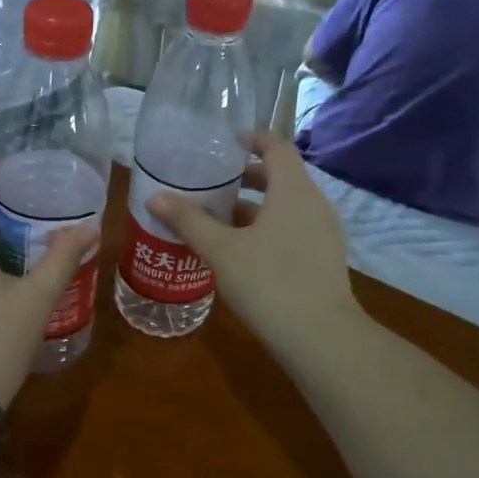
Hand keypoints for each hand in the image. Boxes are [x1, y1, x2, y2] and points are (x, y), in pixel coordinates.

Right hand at [145, 134, 362, 363]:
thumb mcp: (221, 250)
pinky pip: (292, 229)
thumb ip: (188, 221)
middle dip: (246, 176)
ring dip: (254, 206)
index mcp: (292, 191)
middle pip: (280, 176)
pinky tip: (240, 250)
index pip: (276, 147)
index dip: (251, 139)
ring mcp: (323, 233)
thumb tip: (155, 197)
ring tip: (218, 217)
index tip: (224, 143)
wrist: (320, 338)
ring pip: (285, 206)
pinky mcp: (323, 258)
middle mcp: (314, 204)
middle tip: (211, 183)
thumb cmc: (268, 282)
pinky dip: (267, 228)